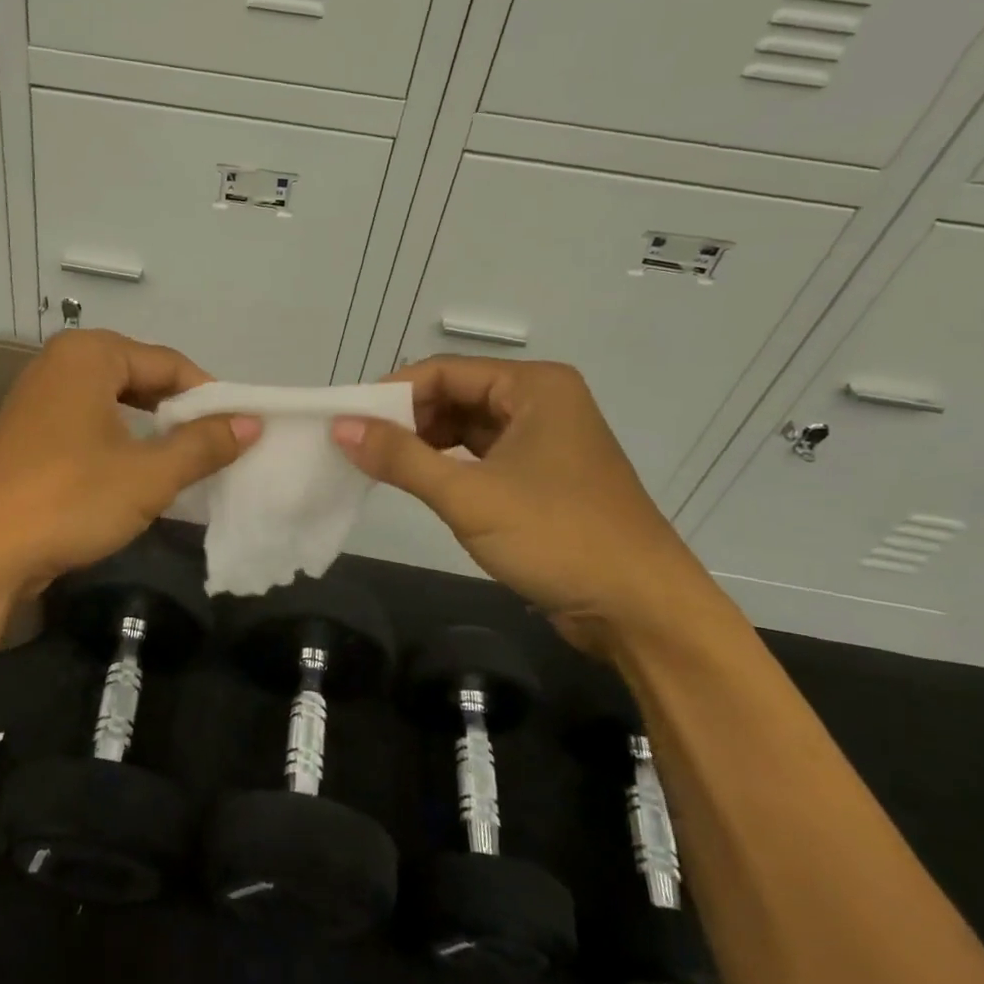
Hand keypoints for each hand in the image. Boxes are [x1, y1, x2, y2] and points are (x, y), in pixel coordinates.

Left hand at [0, 330, 258, 603]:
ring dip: (152, 432)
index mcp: (88, 355)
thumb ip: (203, 444)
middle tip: (216, 450)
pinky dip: (120, 444)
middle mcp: (60, 364)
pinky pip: (89, 425)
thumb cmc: (67, 501)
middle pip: (141, 378)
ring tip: (184, 465)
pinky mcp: (27, 435)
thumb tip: (252, 422)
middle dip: (180, 414)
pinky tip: (137, 476)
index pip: (170, 363)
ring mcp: (38, 399)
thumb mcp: (148, 475)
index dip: (210, 397)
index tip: (241, 431)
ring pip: (115, 405)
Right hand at [332, 356, 722, 654]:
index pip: (445, 371)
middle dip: (408, 419)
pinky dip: (450, 464)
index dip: (393, 393)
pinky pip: (484, 454)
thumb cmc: (558, 538)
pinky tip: (423, 483)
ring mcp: (546, 439)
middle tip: (362, 447)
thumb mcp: (469, 496)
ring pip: (468, 426)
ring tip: (384, 466)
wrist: (643, 611)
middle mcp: (543, 402)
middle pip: (456, 394)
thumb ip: (401, 457)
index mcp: (535, 387)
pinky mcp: (545, 475)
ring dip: (426, 443)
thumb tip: (341, 427)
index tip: (349, 421)